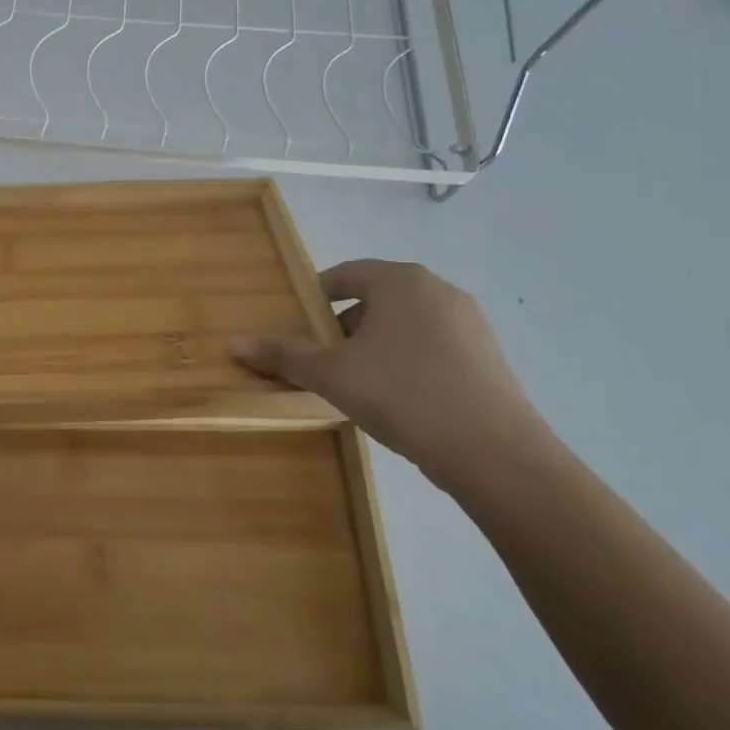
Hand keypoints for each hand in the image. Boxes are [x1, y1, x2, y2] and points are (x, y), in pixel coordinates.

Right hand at [233, 259, 553, 493]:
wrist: (496, 454)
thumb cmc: (403, 395)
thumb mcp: (332, 375)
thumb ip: (283, 355)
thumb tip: (232, 343)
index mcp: (401, 281)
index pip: (345, 274)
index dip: (315, 297)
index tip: (298, 326)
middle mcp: (439, 290)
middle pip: (375, 298)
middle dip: (344, 326)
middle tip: (323, 360)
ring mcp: (470, 323)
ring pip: (405, 324)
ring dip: (375, 345)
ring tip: (358, 383)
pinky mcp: (489, 356)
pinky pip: (433, 346)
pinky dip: (408, 361)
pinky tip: (399, 399)